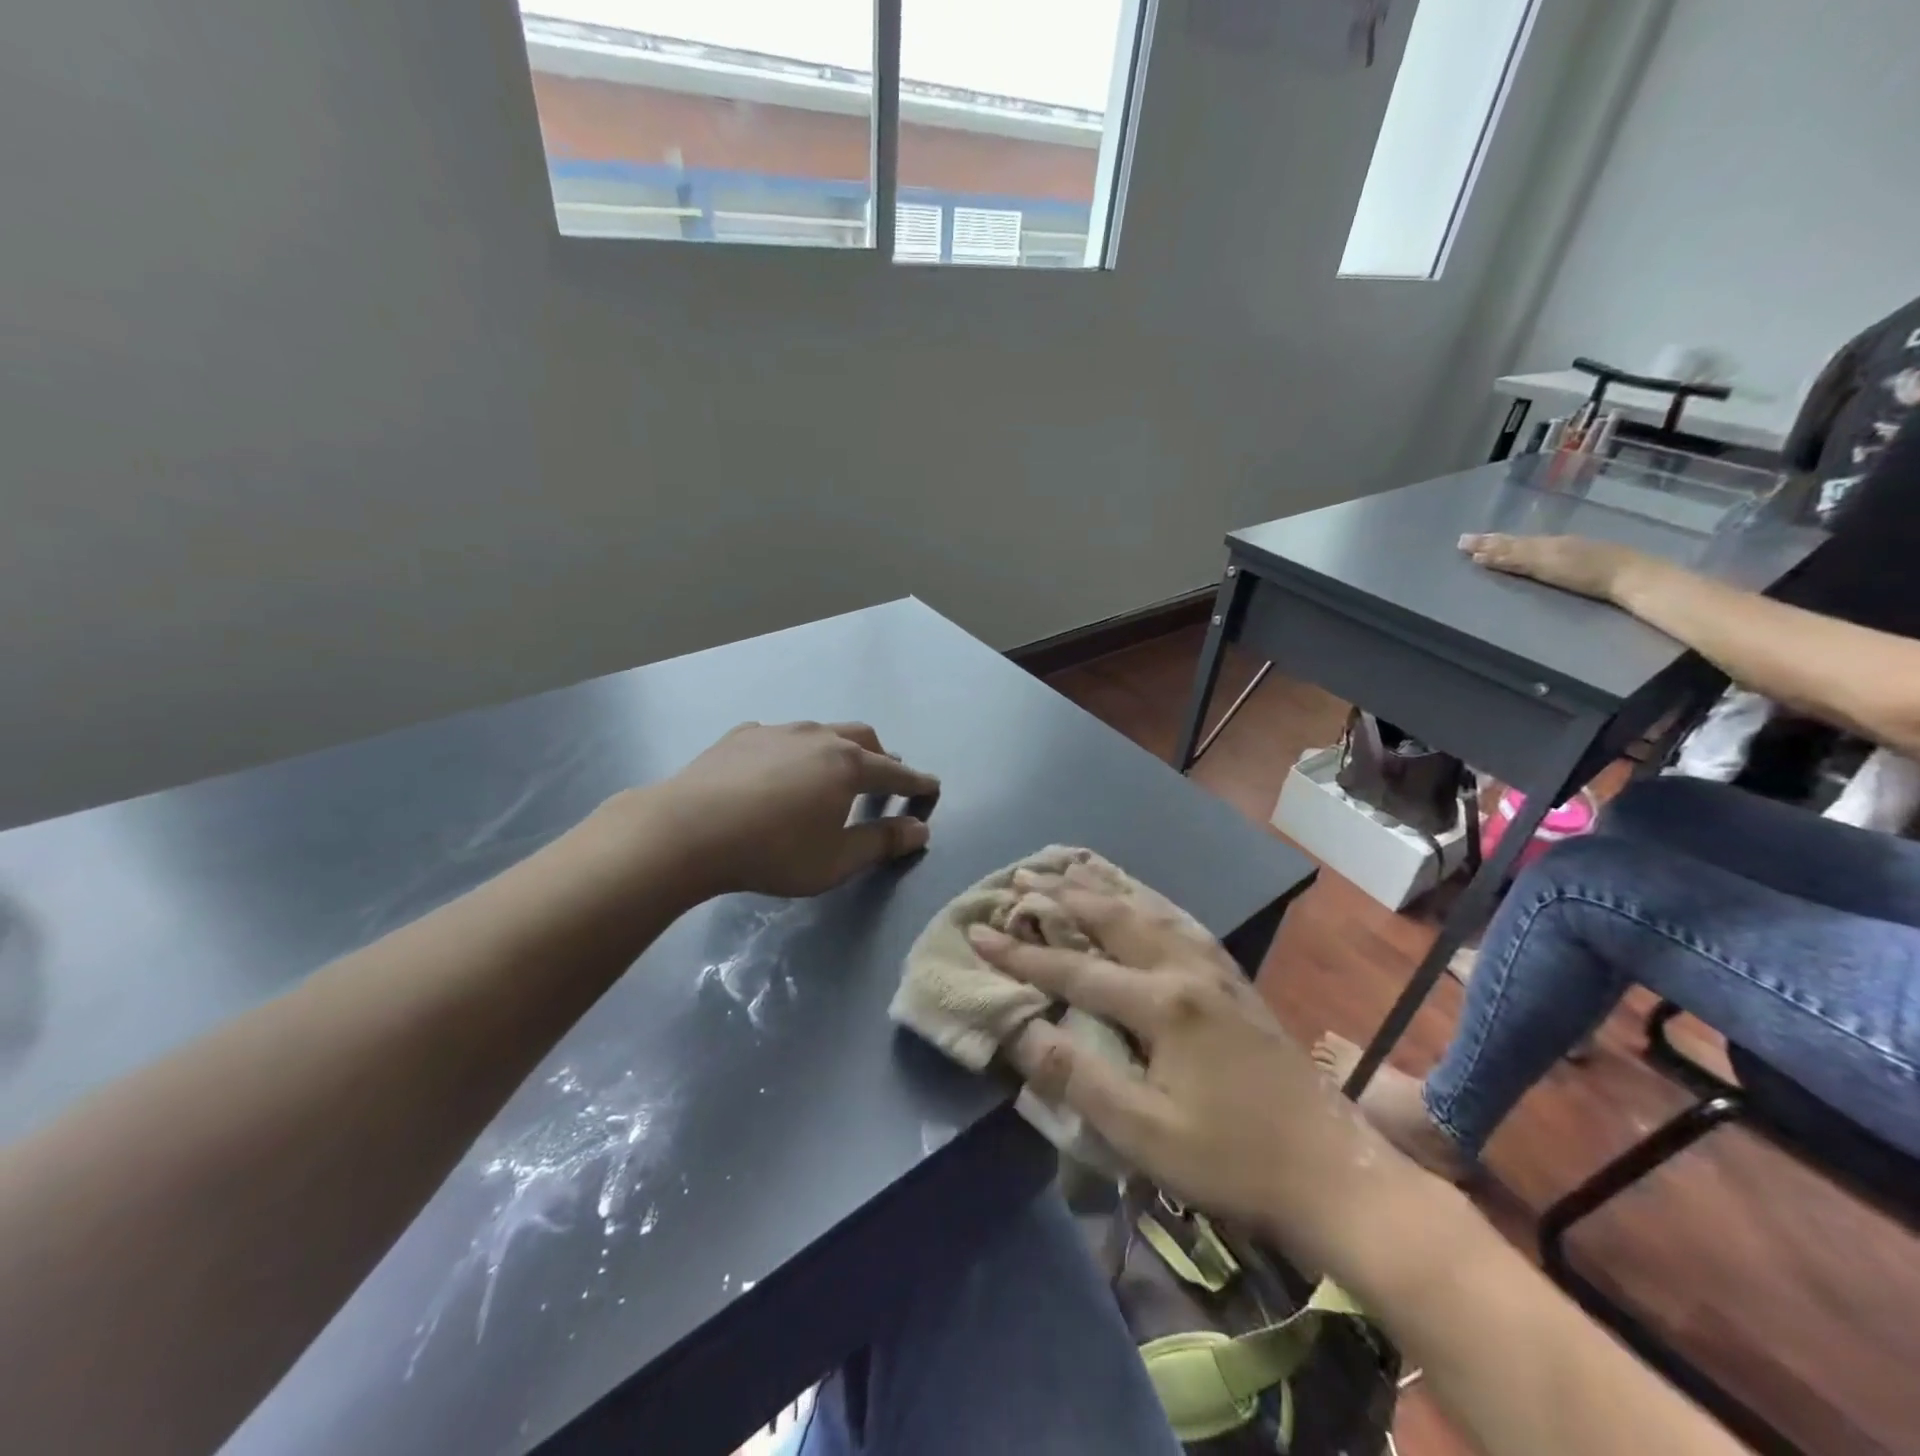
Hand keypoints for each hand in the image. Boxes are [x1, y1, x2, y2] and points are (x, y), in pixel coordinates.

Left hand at [654, 721, 938, 898]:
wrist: (688, 830)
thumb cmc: (772, 852)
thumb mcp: (836, 861)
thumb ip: (882, 843)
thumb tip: (920, 830)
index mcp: (848, 766)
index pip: (895, 773)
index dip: (917, 783)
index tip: (932, 787)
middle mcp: (819, 737)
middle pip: (864, 738)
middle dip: (881, 757)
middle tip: (885, 777)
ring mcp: (778, 731)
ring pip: (822, 731)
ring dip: (839, 748)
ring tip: (834, 769)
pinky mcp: (743, 735)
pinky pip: (782, 737)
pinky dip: (796, 750)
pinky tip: (779, 768)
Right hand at [969, 869, 1393, 1251]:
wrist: (1334, 1171)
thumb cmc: (1233, 1159)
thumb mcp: (1145, 1132)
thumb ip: (1078, 1076)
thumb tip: (1019, 1031)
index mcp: (1163, 1003)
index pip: (1075, 970)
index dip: (1022, 955)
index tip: (979, 933)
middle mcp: (1187, 968)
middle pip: (1113, 918)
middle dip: (1062, 896)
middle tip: (1021, 876)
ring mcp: (1216, 968)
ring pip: (1150, 908)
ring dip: (1105, 886)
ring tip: (1071, 865)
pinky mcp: (1234, 979)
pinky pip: (1180, 920)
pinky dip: (1148, 898)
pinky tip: (1141, 897)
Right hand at [1458, 532, 1663, 602]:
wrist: (1633, 578)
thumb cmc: (1588, 573)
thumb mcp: (1546, 564)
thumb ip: (1513, 558)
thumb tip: (1478, 555)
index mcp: (1540, 545)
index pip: (1505, 544)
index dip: (1484, 545)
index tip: (1462, 544)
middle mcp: (1549, 545)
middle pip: (1513, 543)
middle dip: (1489, 543)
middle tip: (1465, 541)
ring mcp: (1565, 552)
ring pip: (1526, 547)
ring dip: (1503, 547)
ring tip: (1485, 546)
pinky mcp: (1577, 563)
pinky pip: (1539, 553)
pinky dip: (1522, 553)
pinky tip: (1521, 555)